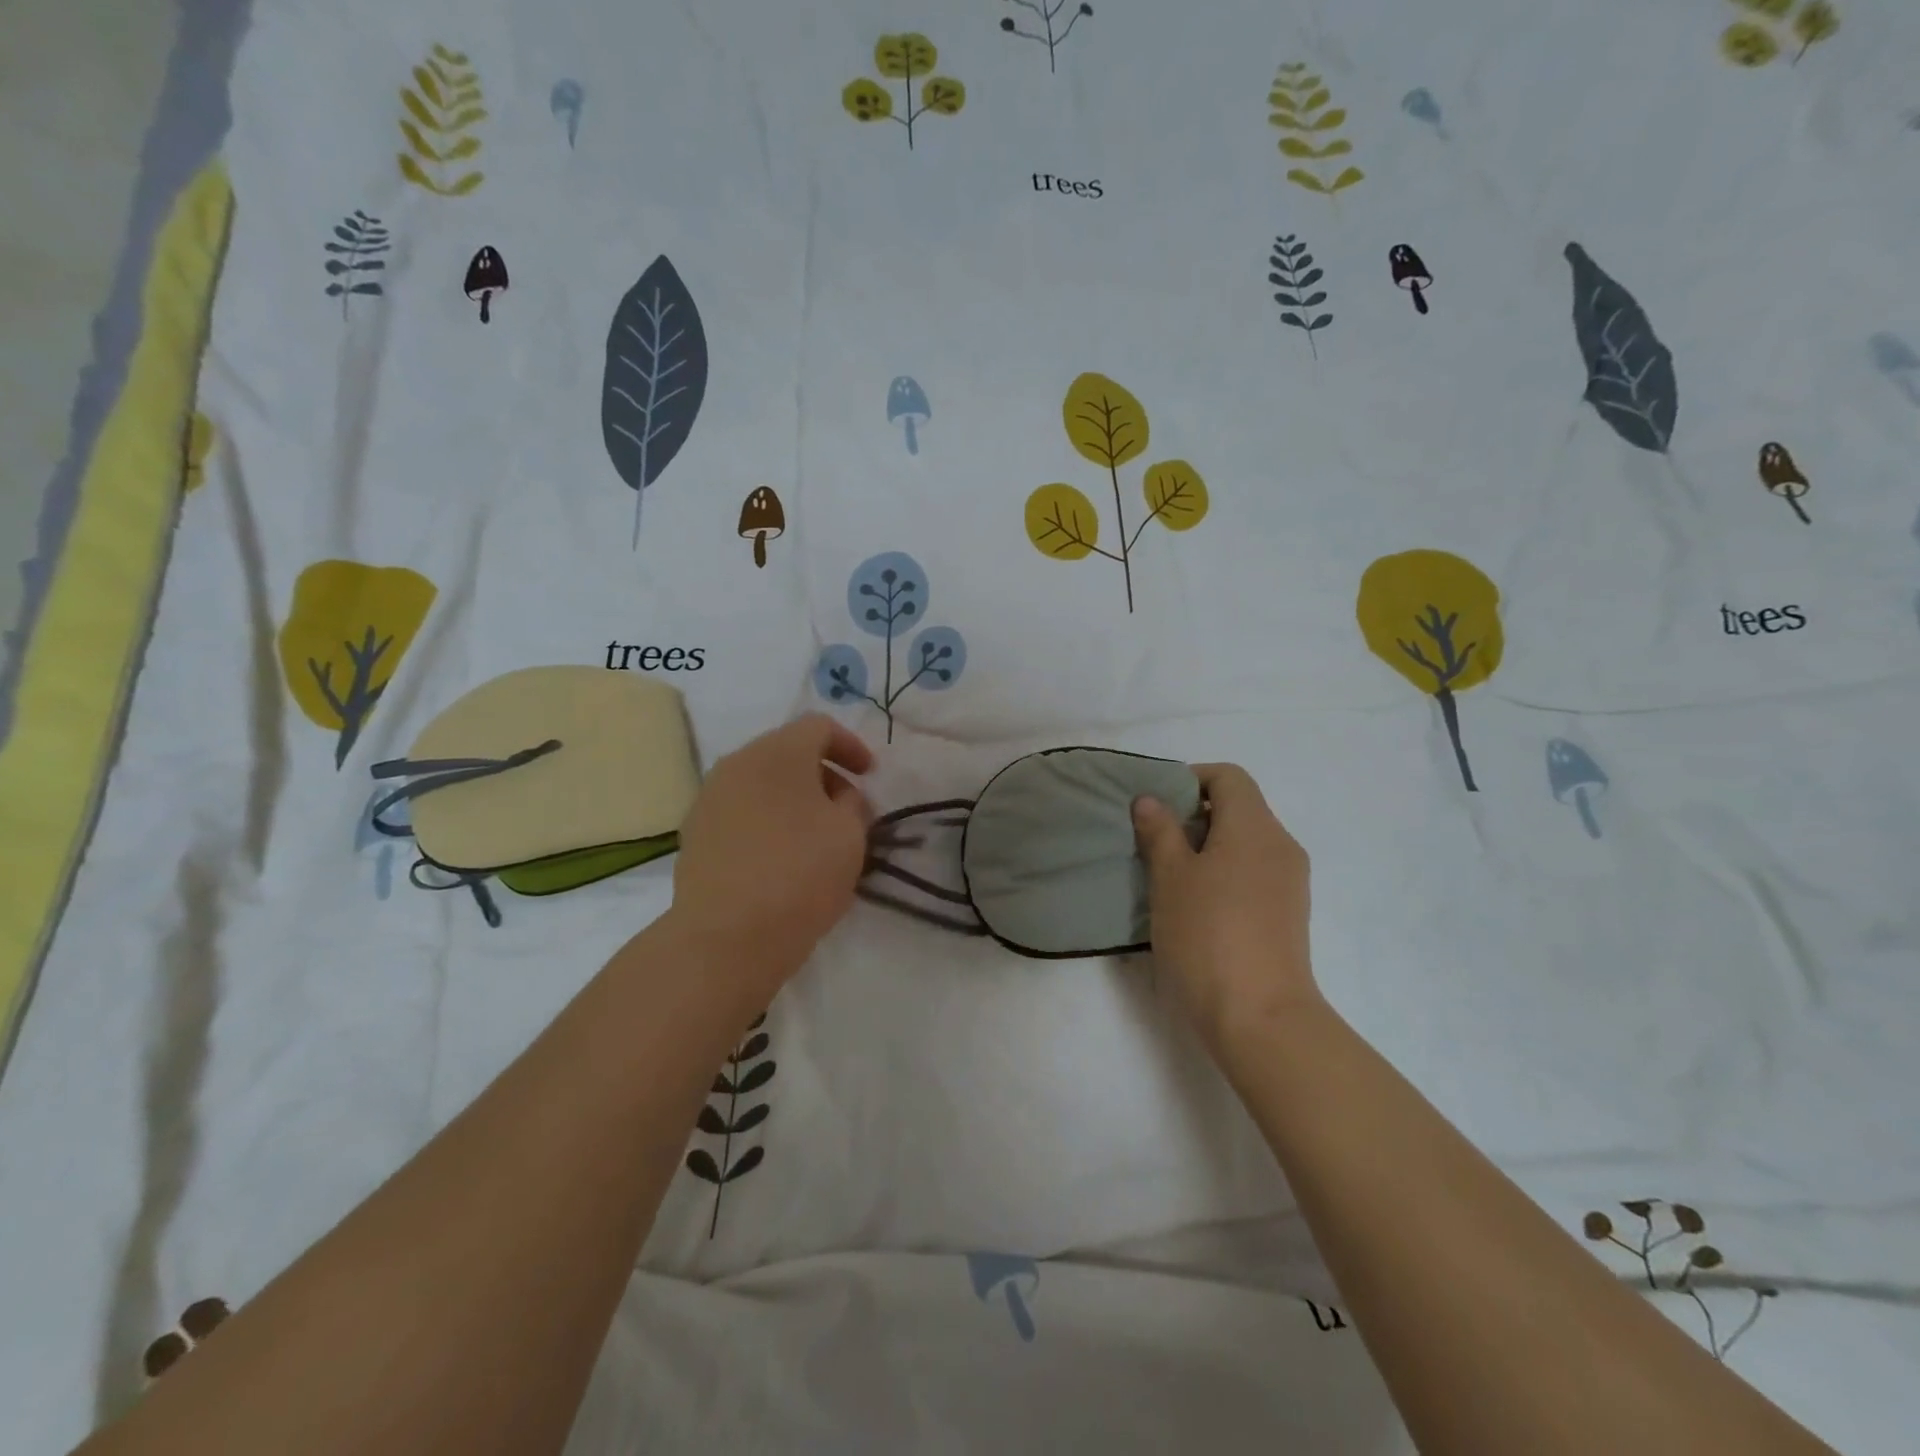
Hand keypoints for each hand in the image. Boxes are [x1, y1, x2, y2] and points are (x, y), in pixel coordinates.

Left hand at [668, 714, 873, 996]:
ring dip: (793, 798)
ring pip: (761, 782)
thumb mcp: (850, 834)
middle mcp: (737, 764)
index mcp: (778, 752)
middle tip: (847, 809)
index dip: (851, 746)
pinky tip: (780, 856)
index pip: (819, 726)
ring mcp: (709, 798)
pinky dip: (767, 819)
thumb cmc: (800, 874)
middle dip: (822, 773)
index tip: (870, 776)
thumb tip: (839, 796)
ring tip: (815, 835)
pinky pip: (741, 810)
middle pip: (787, 751)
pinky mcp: (695, 833)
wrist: (726, 937)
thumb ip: (853, 803)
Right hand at [1132, 763, 1319, 1058]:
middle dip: (1194, 814)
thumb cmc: (1207, 935)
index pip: (1229, 776)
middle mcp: (1281, 845)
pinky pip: (1254, 872)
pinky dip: (1225, 872)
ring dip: (1207, 846)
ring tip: (1170, 876)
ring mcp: (1291, 882)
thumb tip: (1151, 799)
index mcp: (1255, 827)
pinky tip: (1197, 905)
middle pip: (1240, 807)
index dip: (1191, 778)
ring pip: (1246, 842)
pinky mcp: (1289, 913)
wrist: (1261, 1017)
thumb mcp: (1170, 878)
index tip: (1157, 805)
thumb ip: (1160, 831)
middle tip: (1155, 842)